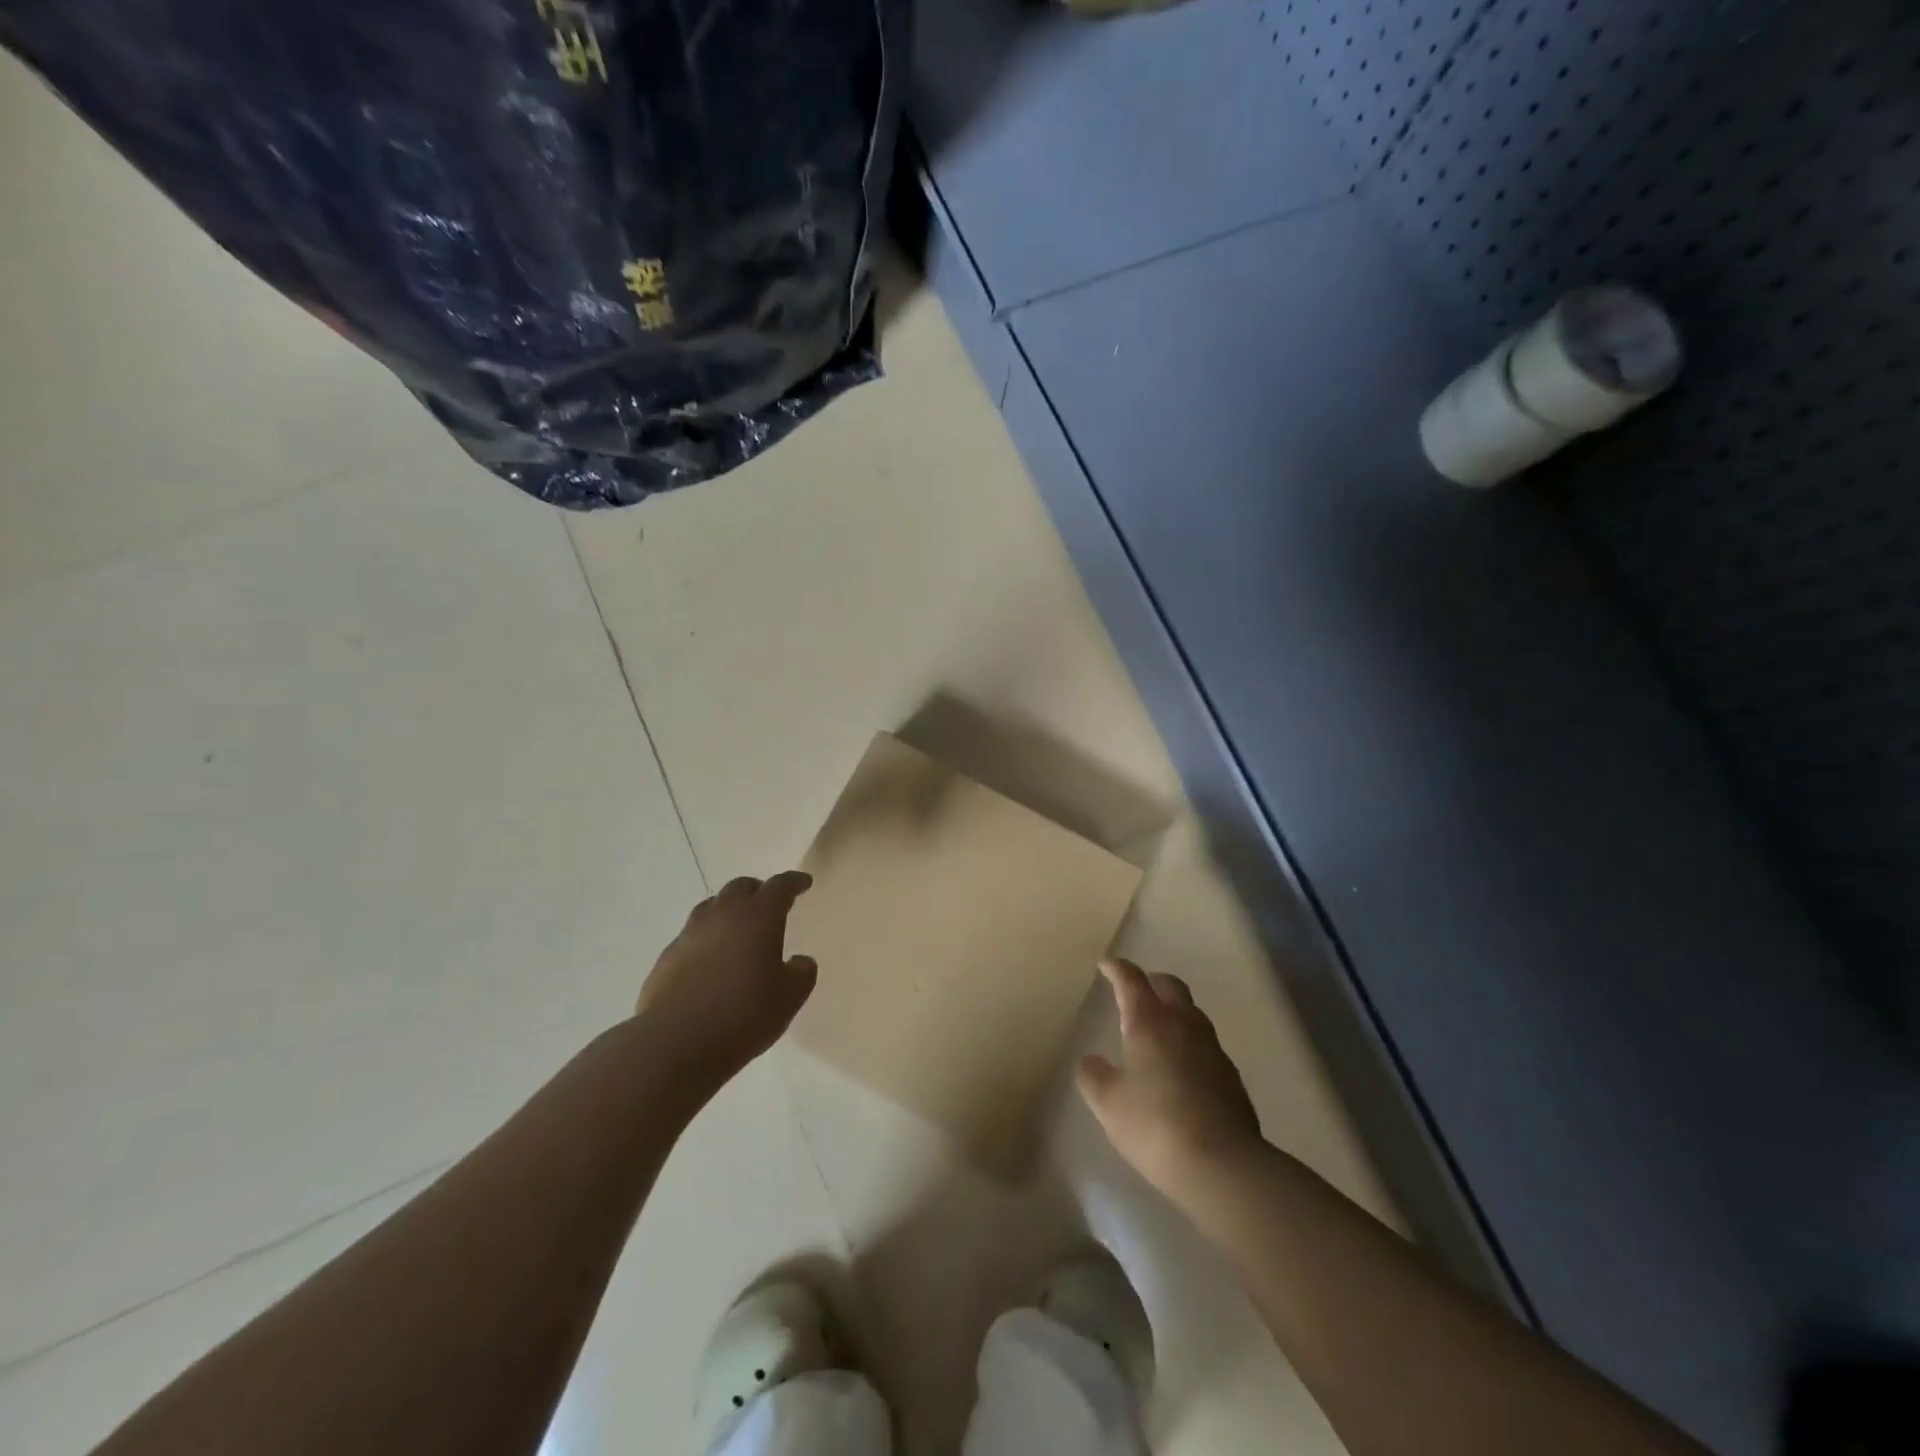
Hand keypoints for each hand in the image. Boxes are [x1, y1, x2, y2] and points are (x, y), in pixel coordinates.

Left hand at [636, 871, 817, 1079]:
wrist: (675, 1043)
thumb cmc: (743, 1015)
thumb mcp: (789, 998)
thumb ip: (801, 974)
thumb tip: (800, 962)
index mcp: (758, 918)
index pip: (779, 887)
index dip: (793, 882)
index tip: (803, 882)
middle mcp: (722, 916)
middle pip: (740, 887)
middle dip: (758, 891)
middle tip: (769, 904)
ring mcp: (689, 935)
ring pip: (711, 908)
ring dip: (728, 911)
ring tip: (737, 929)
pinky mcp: (666, 959)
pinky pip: (691, 937)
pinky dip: (706, 940)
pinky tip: (709, 963)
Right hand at [1077, 958, 1262, 1192]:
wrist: (1223, 1165)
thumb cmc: (1155, 1124)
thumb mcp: (1109, 1104)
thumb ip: (1094, 1077)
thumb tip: (1092, 1062)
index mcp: (1150, 1022)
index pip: (1132, 980)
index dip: (1118, 969)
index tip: (1107, 965)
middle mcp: (1184, 1024)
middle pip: (1170, 986)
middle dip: (1151, 981)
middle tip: (1135, 990)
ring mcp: (1212, 1049)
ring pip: (1191, 1013)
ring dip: (1173, 1011)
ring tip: (1157, 1029)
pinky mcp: (1231, 1077)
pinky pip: (1205, 1045)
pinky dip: (1188, 1043)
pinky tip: (1179, 1067)